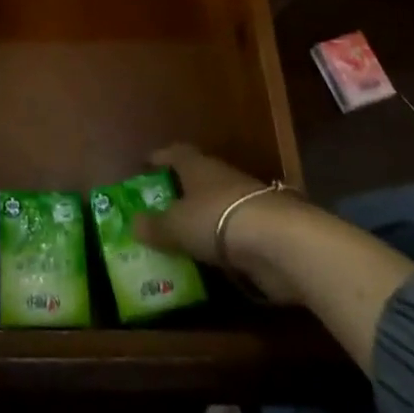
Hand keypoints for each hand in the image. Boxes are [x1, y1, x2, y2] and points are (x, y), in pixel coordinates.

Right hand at [132, 144, 308, 301]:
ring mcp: (247, 204)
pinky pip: (235, 234)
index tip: (145, 166)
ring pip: (218, 207)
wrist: (280, 242)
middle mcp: (223, 178)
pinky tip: (212, 259)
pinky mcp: (266, 232)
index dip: (160, 158)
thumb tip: (133, 223)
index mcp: (198, 167)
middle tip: (161, 208)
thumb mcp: (176, 226)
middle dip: (181, 192)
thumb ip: (155, 226)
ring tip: (183, 238)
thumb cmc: (217, 220)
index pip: (176, 153)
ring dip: (204, 220)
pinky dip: (223, 244)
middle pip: (198, 179)